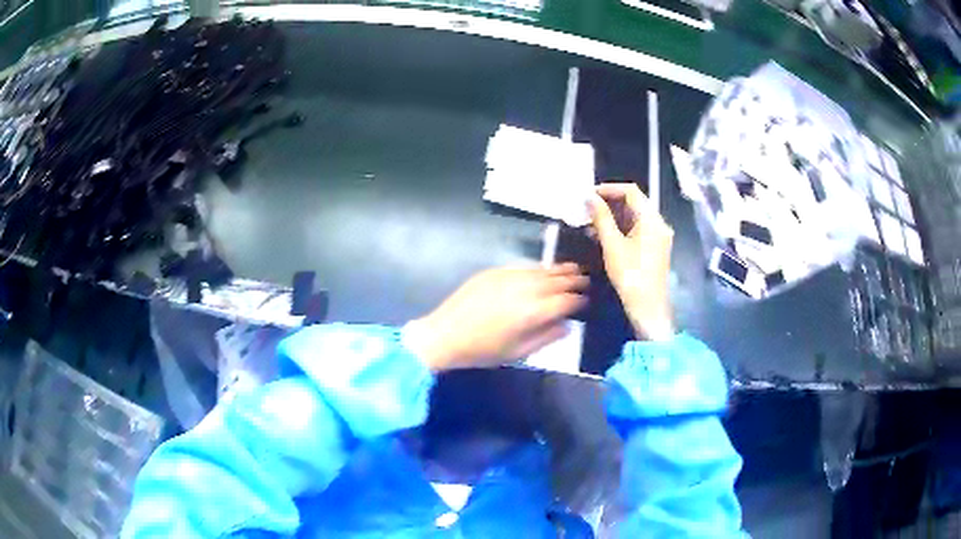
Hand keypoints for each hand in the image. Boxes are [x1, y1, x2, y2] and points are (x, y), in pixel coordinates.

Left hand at [404, 264, 588, 371]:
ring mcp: (508, 277)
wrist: (445, 335)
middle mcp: (524, 289)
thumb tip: (567, 326)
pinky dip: (537, 269)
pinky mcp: (494, 272)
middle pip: (556, 281)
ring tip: (572, 268)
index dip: (578, 300)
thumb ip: (546, 337)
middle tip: (585, 279)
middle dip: (573, 280)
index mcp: (532, 312)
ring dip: (558, 270)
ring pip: (540, 270)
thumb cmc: (482, 350)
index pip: (564, 301)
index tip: (585, 301)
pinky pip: (522, 267)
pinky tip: (542, 271)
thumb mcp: (518, 352)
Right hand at [588, 183, 674, 340]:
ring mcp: (658, 237)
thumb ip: (601, 218)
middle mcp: (658, 224)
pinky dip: (620, 229)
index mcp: (651, 219)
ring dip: (613, 217)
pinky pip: (637, 230)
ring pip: (634, 217)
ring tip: (590, 223)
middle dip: (609, 203)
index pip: (631, 192)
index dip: (609, 189)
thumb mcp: (612, 245)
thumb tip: (590, 198)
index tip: (589, 195)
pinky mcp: (654, 248)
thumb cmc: (630, 275)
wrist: (648, 307)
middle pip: (634, 203)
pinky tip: (602, 236)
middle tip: (587, 209)